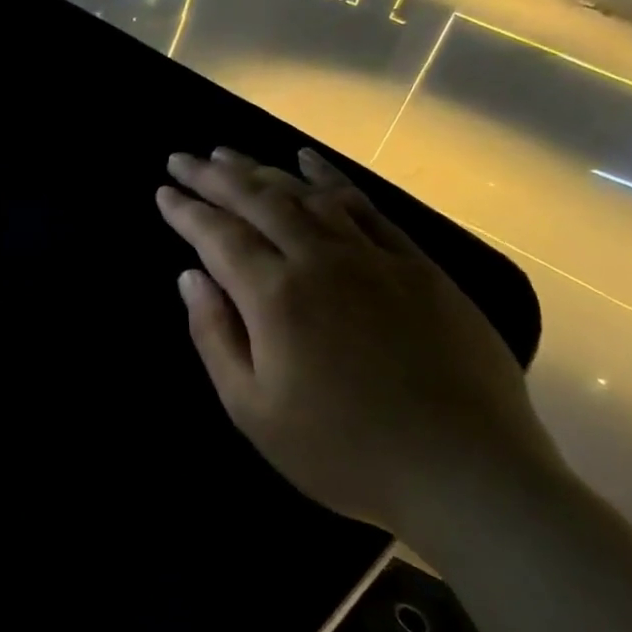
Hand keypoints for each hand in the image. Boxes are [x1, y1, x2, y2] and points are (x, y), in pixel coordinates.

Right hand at [156, 147, 554, 535]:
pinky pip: (367, 206)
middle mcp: (321, 259)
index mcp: (276, 296)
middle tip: (182, 158)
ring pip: (306, 194)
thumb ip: (215, 336)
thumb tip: (192, 277)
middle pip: (257, 200)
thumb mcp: (253, 410)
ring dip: (262, 169)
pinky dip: (331, 178)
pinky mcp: (419, 266)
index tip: (162, 191)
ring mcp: (374, 257)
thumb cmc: (345, 453)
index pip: (218, 235)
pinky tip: (309, 161)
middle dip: (213, 176)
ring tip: (229, 154)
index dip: (186, 210)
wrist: (468, 476)